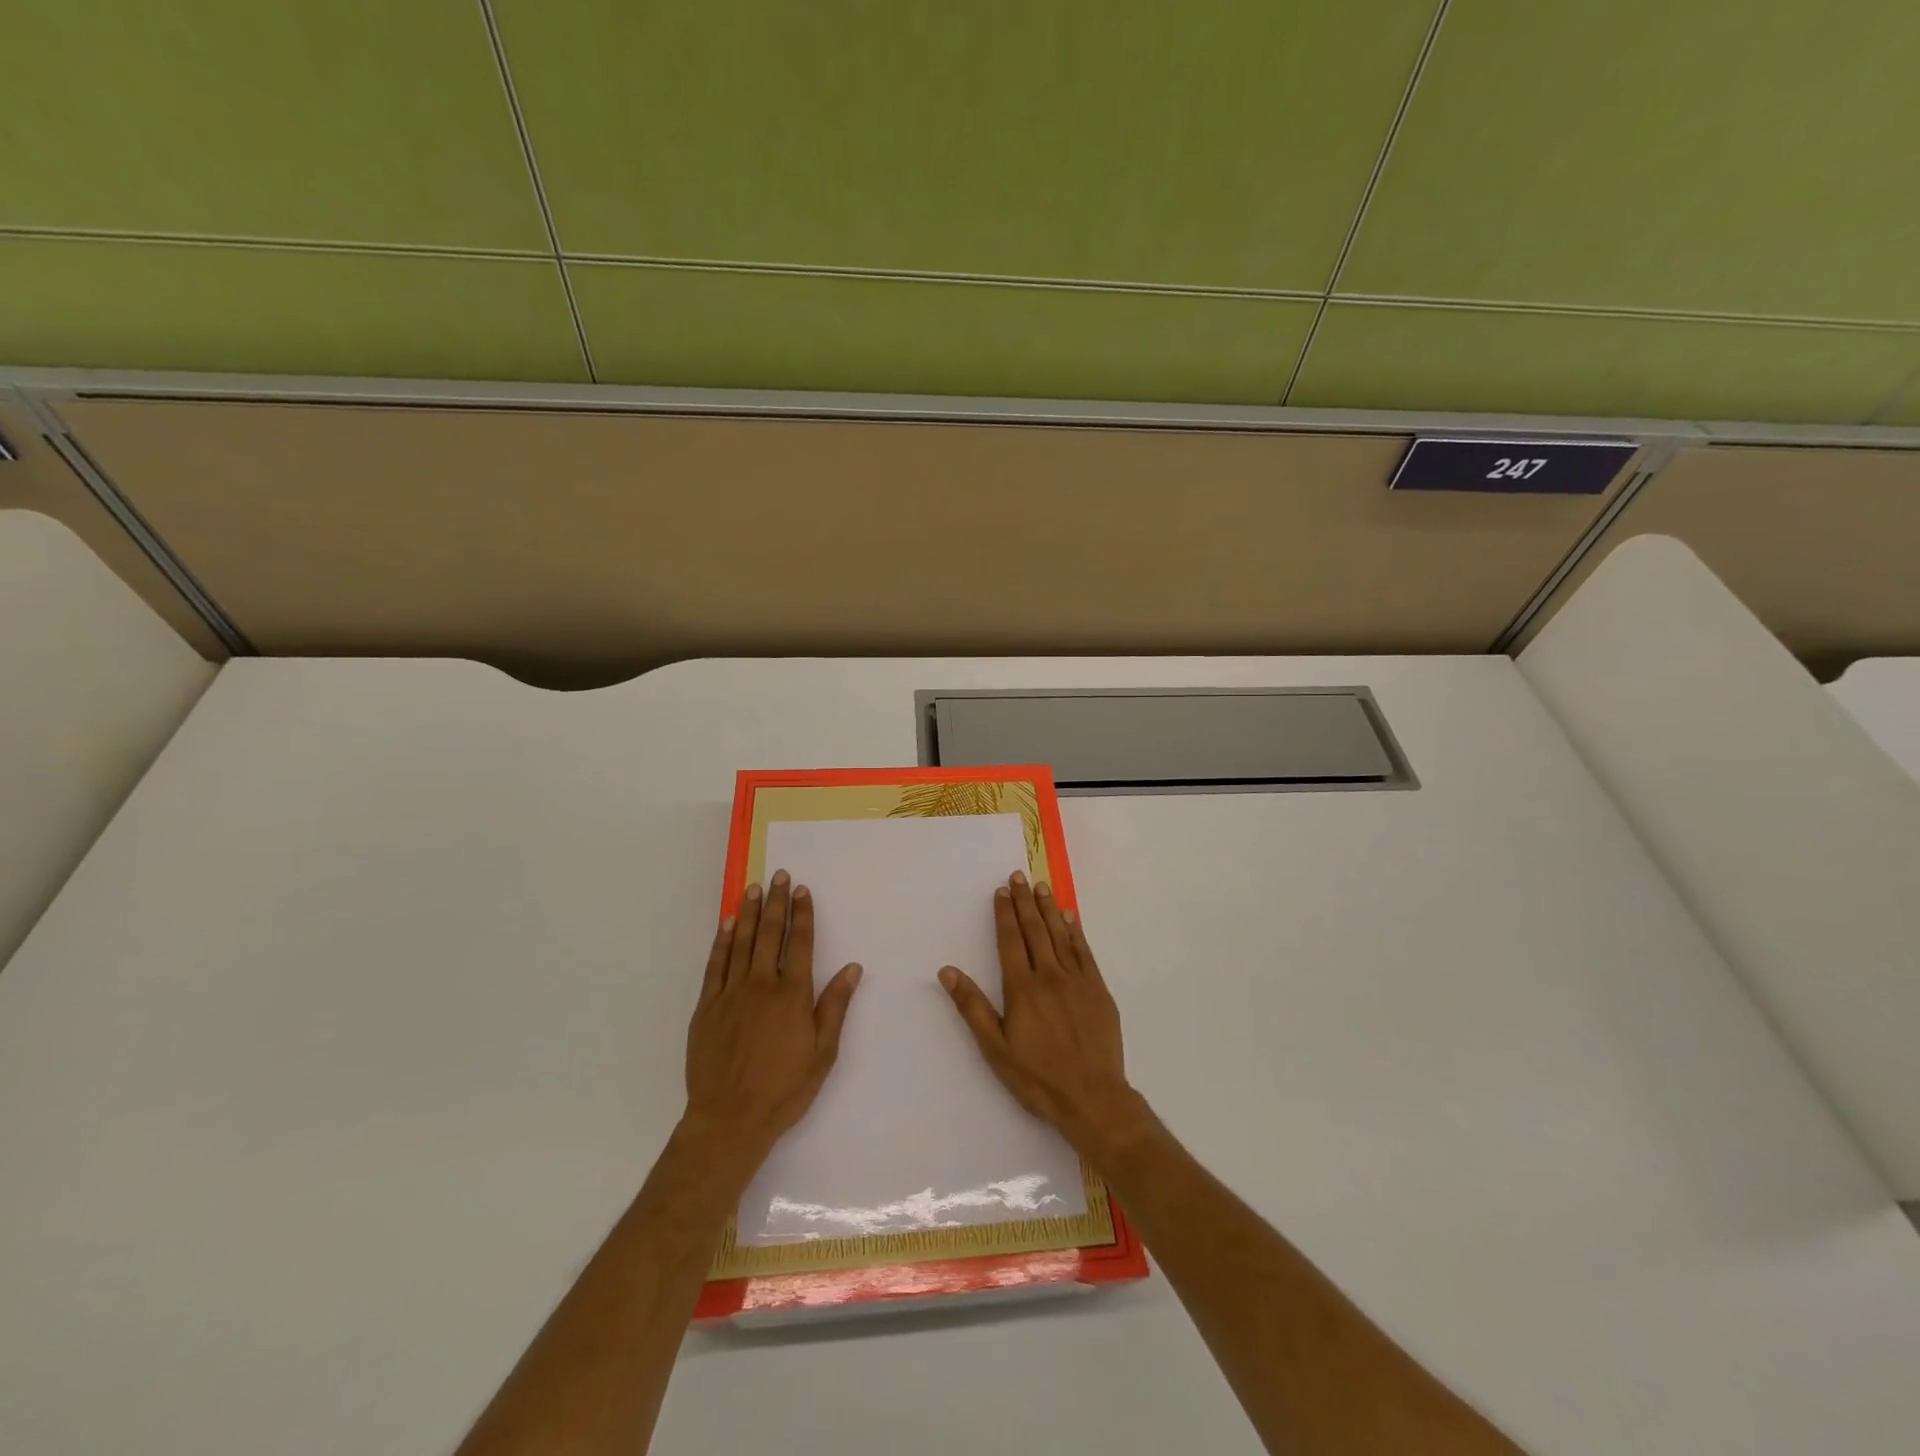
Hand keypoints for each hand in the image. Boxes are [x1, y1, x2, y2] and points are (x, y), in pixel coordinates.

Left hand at [683, 870, 862, 1161]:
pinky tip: (727, 924)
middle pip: (770, 934)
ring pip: (742, 942)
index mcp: (792, 995)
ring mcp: (731, 994)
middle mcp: (762, 985)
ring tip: (754, 888)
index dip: (802, 914)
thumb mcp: (823, 1052)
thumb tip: (852, 968)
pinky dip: (722, 941)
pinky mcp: (707, 1007)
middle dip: (776, 902)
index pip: (800, 943)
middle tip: (778, 876)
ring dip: (749, 912)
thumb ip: (835, 1006)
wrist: (729, 1120)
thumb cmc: (784, 1089)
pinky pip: (715, 964)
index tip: (802, 890)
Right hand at [938, 871, 1143, 1155]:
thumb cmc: (1037, 1077)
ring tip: (1041, 887)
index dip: (1005, 914)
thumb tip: (948, 971)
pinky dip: (1075, 932)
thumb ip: (972, 1007)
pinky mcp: (1098, 990)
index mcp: (1022, 988)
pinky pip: (1084, 952)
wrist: (1093, 1098)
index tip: (1002, 891)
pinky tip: (1070, 918)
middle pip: (1035, 930)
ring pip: (1060, 935)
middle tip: (1019, 876)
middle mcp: (1050, 976)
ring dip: (1048, 909)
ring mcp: (1077, 981)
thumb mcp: (995, 1048)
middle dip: (1025, 902)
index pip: (1011, 940)